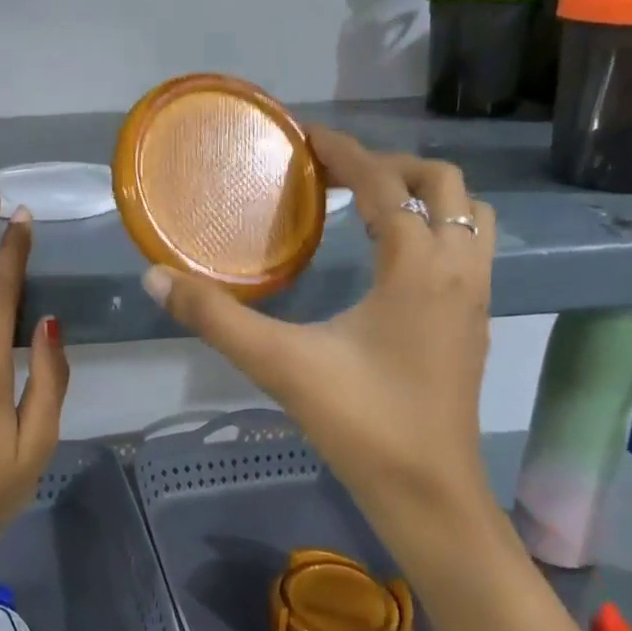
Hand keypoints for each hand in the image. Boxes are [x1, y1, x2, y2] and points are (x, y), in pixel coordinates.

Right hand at [143, 128, 494, 549]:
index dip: (345, 151)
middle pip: (444, 184)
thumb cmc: (360, 423)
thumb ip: (214, 318)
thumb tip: (156, 278)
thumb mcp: (279, 364)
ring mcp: (475, 297)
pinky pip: (470, 249)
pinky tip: (392, 259)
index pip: (384, 183)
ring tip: (372, 206)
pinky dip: (437, 229)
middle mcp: (457, 269)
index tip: (306, 135)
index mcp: (416, 266)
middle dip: (392, 165)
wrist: (428, 494)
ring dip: (426, 195)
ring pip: (471, 215)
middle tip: (339, 175)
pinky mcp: (475, 324)